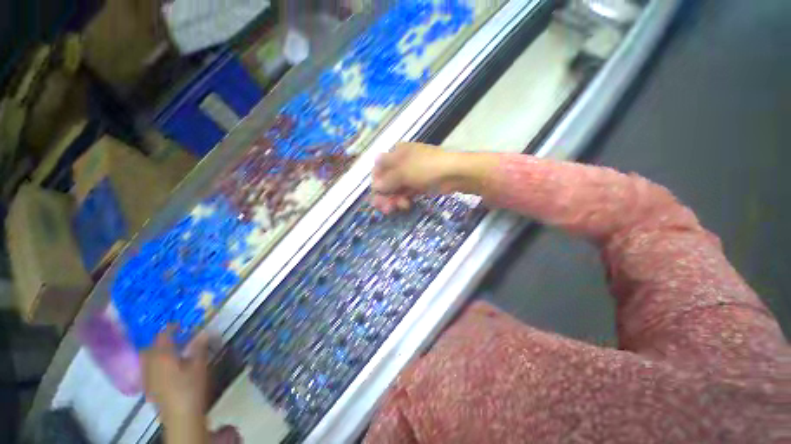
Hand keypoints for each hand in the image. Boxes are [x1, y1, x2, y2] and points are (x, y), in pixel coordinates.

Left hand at [141, 327, 208, 424]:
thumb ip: (199, 347)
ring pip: (146, 358)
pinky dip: (154, 363)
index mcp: (163, 356)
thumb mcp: (199, 365)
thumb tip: (203, 332)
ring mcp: (147, 377)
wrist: (180, 415)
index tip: (180, 323)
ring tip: (169, 350)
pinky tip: (165, 368)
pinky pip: (147, 369)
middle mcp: (150, 364)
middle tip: (174, 337)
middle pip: (150, 347)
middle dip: (160, 340)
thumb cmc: (191, 387)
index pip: (163, 336)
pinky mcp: (149, 387)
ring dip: (156, 351)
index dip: (171, 328)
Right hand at [371, 143, 456, 213]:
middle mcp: (401, 163)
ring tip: (395, 208)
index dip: (376, 182)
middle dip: (384, 195)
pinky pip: (407, 193)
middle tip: (384, 208)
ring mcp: (411, 174)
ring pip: (397, 189)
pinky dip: (404, 199)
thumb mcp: (403, 172)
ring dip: (394, 199)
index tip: (376, 195)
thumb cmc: (426, 167)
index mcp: (396, 153)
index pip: (379, 168)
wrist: (455, 173)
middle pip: (387, 180)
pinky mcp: (419, 185)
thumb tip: (374, 186)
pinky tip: (405, 205)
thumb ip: (387, 180)